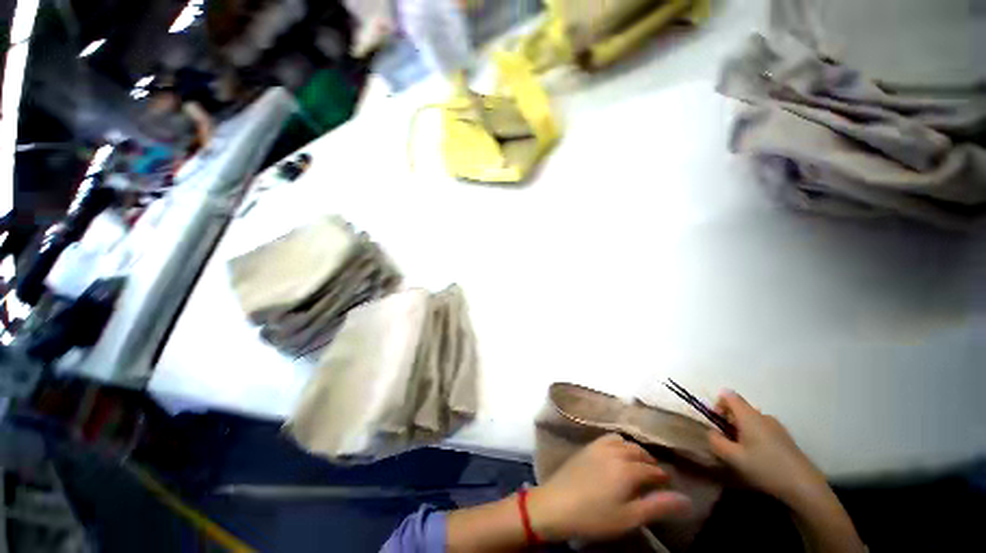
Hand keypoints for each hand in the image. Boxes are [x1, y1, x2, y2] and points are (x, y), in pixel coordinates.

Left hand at [527, 434, 691, 541]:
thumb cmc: (594, 516)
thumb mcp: (629, 518)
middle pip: (639, 452)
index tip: (667, 484)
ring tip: (637, 464)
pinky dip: (618, 442)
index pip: (652, 469)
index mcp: (628, 469)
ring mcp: (599, 446)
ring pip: (624, 442)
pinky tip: (617, 454)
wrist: (557, 504)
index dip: (662, 477)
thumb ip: (657, 506)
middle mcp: (615, 452)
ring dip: (634, 450)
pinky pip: (608, 437)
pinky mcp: (587, 446)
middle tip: (654, 476)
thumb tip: (686, 499)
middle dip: (650, 461)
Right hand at [707, 391, 827, 504]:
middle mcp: (763, 415)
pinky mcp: (785, 437)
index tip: (716, 422)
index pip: (728, 396)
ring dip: (742, 430)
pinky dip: (755, 437)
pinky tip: (759, 457)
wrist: (804, 485)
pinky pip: (763, 429)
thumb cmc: (765, 468)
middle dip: (729, 420)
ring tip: (743, 452)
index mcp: (749, 415)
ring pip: (751, 420)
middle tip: (727, 441)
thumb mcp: (733, 457)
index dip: (718, 404)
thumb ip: (716, 441)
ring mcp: (776, 426)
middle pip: (740, 408)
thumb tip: (711, 432)